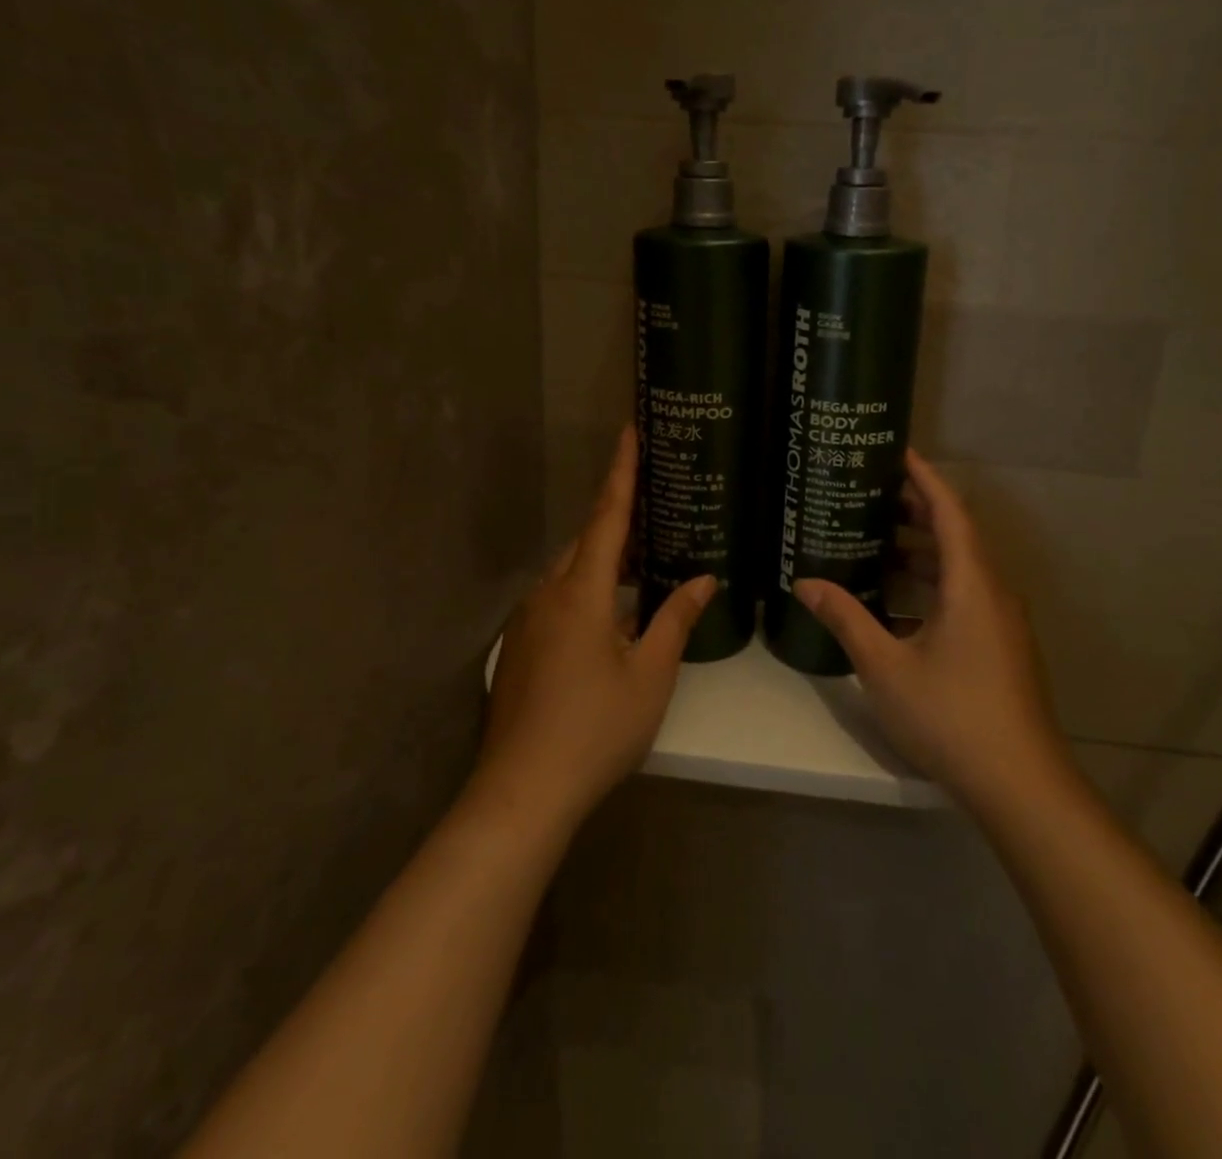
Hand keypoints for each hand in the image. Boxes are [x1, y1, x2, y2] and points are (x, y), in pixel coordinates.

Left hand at [478, 426, 713, 830]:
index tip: (628, 430)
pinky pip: (557, 602)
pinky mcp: (519, 649)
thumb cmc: (595, 728)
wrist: (522, 792)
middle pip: (586, 543)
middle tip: (657, 516)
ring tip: (642, 571)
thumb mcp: (650, 674)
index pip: (606, 516)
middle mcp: (547, 595)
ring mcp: (526, 623)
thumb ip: (676, 619)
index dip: (621, 472)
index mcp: (580, 592)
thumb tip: (702, 580)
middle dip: (618, 525)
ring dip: (603, 566)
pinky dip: (587, 595)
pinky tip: (611, 624)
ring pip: (569, 575)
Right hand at [792, 449, 1071, 819]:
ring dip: (922, 552)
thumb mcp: (885, 666)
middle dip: (916, 511)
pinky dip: (932, 586)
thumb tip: (806, 583)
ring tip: (875, 542)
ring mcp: (1001, 622)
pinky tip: (896, 604)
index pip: (949, 511)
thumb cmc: (951, 715)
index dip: (924, 477)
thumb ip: (846, 618)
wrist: (1020, 785)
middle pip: (956, 535)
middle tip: (871, 494)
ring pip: (961, 569)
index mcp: (971, 584)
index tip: (897, 451)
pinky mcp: (1001, 647)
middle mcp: (993, 592)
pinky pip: (965, 596)